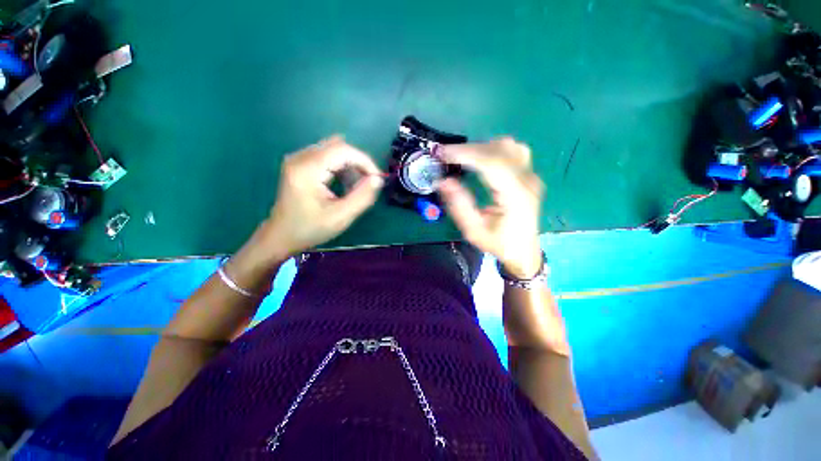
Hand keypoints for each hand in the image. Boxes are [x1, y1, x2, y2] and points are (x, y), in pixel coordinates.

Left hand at [260, 136, 383, 259]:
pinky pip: (327, 157)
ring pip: (334, 151)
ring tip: (355, 188)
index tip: (377, 179)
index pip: (342, 150)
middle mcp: (300, 158)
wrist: (281, 236)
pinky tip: (343, 185)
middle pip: (338, 147)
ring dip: (350, 166)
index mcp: (307, 169)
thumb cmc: (310, 229)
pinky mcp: (300, 164)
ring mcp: (298, 159)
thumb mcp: (341, 217)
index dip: (364, 161)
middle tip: (368, 184)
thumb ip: (362, 197)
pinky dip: (341, 168)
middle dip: (358, 163)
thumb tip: (378, 179)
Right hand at [439, 138, 544, 278]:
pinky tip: (480, 158)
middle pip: (499, 150)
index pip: (492, 163)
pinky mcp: (529, 174)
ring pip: (506, 146)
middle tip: (445, 155)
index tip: (443, 153)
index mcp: (516, 196)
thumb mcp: (474, 231)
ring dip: (480, 147)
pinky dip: (492, 149)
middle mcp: (527, 181)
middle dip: (468, 149)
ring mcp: (531, 175)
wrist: (524, 250)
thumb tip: (443, 181)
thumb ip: (459, 206)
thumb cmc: (498, 244)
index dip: (466, 154)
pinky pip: (512, 150)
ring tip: (461, 157)